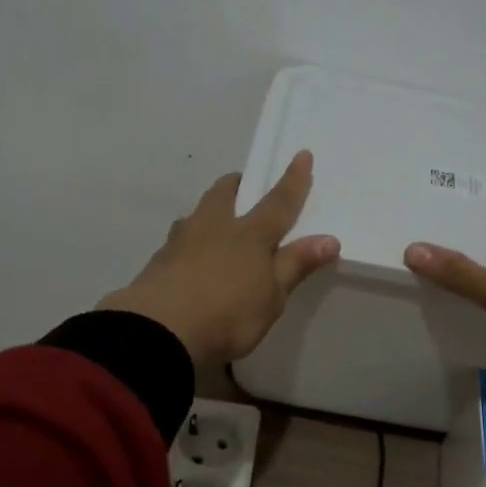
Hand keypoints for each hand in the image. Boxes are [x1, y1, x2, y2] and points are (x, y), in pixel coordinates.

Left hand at [100, 151, 340, 365]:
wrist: (158, 331)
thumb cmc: (228, 315)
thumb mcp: (271, 297)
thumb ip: (295, 265)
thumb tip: (328, 239)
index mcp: (250, 235)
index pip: (278, 202)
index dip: (293, 180)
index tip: (301, 155)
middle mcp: (214, 228)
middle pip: (223, 194)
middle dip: (236, 185)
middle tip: (242, 184)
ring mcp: (180, 242)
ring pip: (196, 214)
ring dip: (207, 211)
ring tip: (213, 222)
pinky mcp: (157, 262)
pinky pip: (177, 240)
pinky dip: (188, 241)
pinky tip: (188, 258)